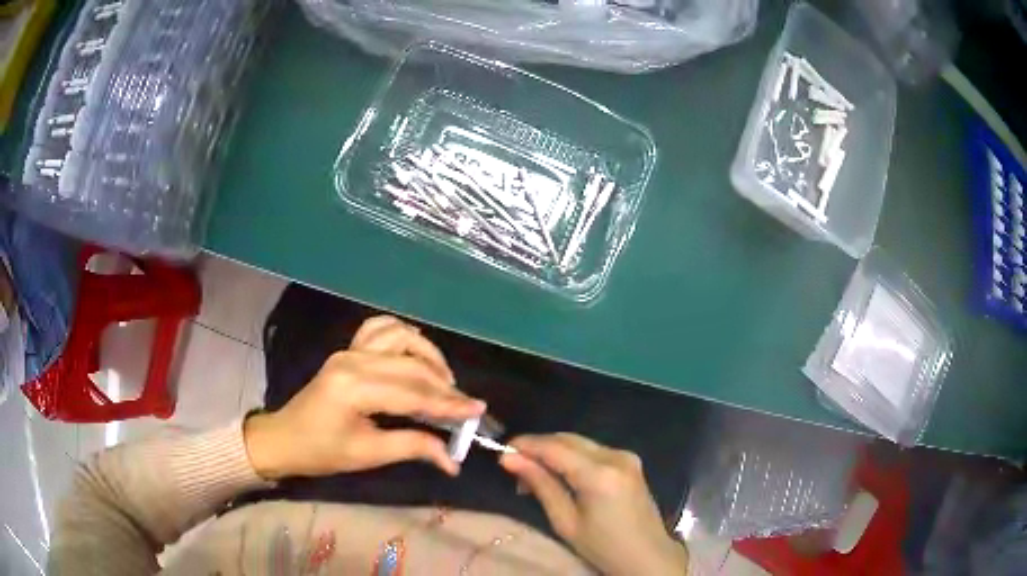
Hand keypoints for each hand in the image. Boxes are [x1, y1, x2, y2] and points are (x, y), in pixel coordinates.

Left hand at [244, 315, 484, 479]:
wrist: (285, 438)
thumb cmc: (321, 452)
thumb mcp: (367, 455)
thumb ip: (412, 447)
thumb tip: (452, 459)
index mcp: (354, 388)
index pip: (412, 392)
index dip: (448, 404)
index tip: (478, 410)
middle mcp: (353, 360)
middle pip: (411, 365)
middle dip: (444, 385)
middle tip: (466, 405)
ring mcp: (349, 350)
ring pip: (400, 336)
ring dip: (427, 354)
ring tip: (444, 379)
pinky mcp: (348, 350)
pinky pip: (380, 330)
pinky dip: (404, 336)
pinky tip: (416, 352)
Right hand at [500, 434, 687, 575]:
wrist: (647, 555)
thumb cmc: (603, 546)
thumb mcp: (565, 521)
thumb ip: (541, 485)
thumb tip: (510, 459)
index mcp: (600, 474)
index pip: (555, 447)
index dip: (526, 445)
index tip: (501, 452)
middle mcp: (615, 455)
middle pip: (567, 438)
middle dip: (538, 447)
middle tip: (513, 466)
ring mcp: (626, 456)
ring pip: (580, 442)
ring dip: (554, 451)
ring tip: (533, 475)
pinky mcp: (630, 461)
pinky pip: (593, 450)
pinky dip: (571, 457)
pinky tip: (559, 474)